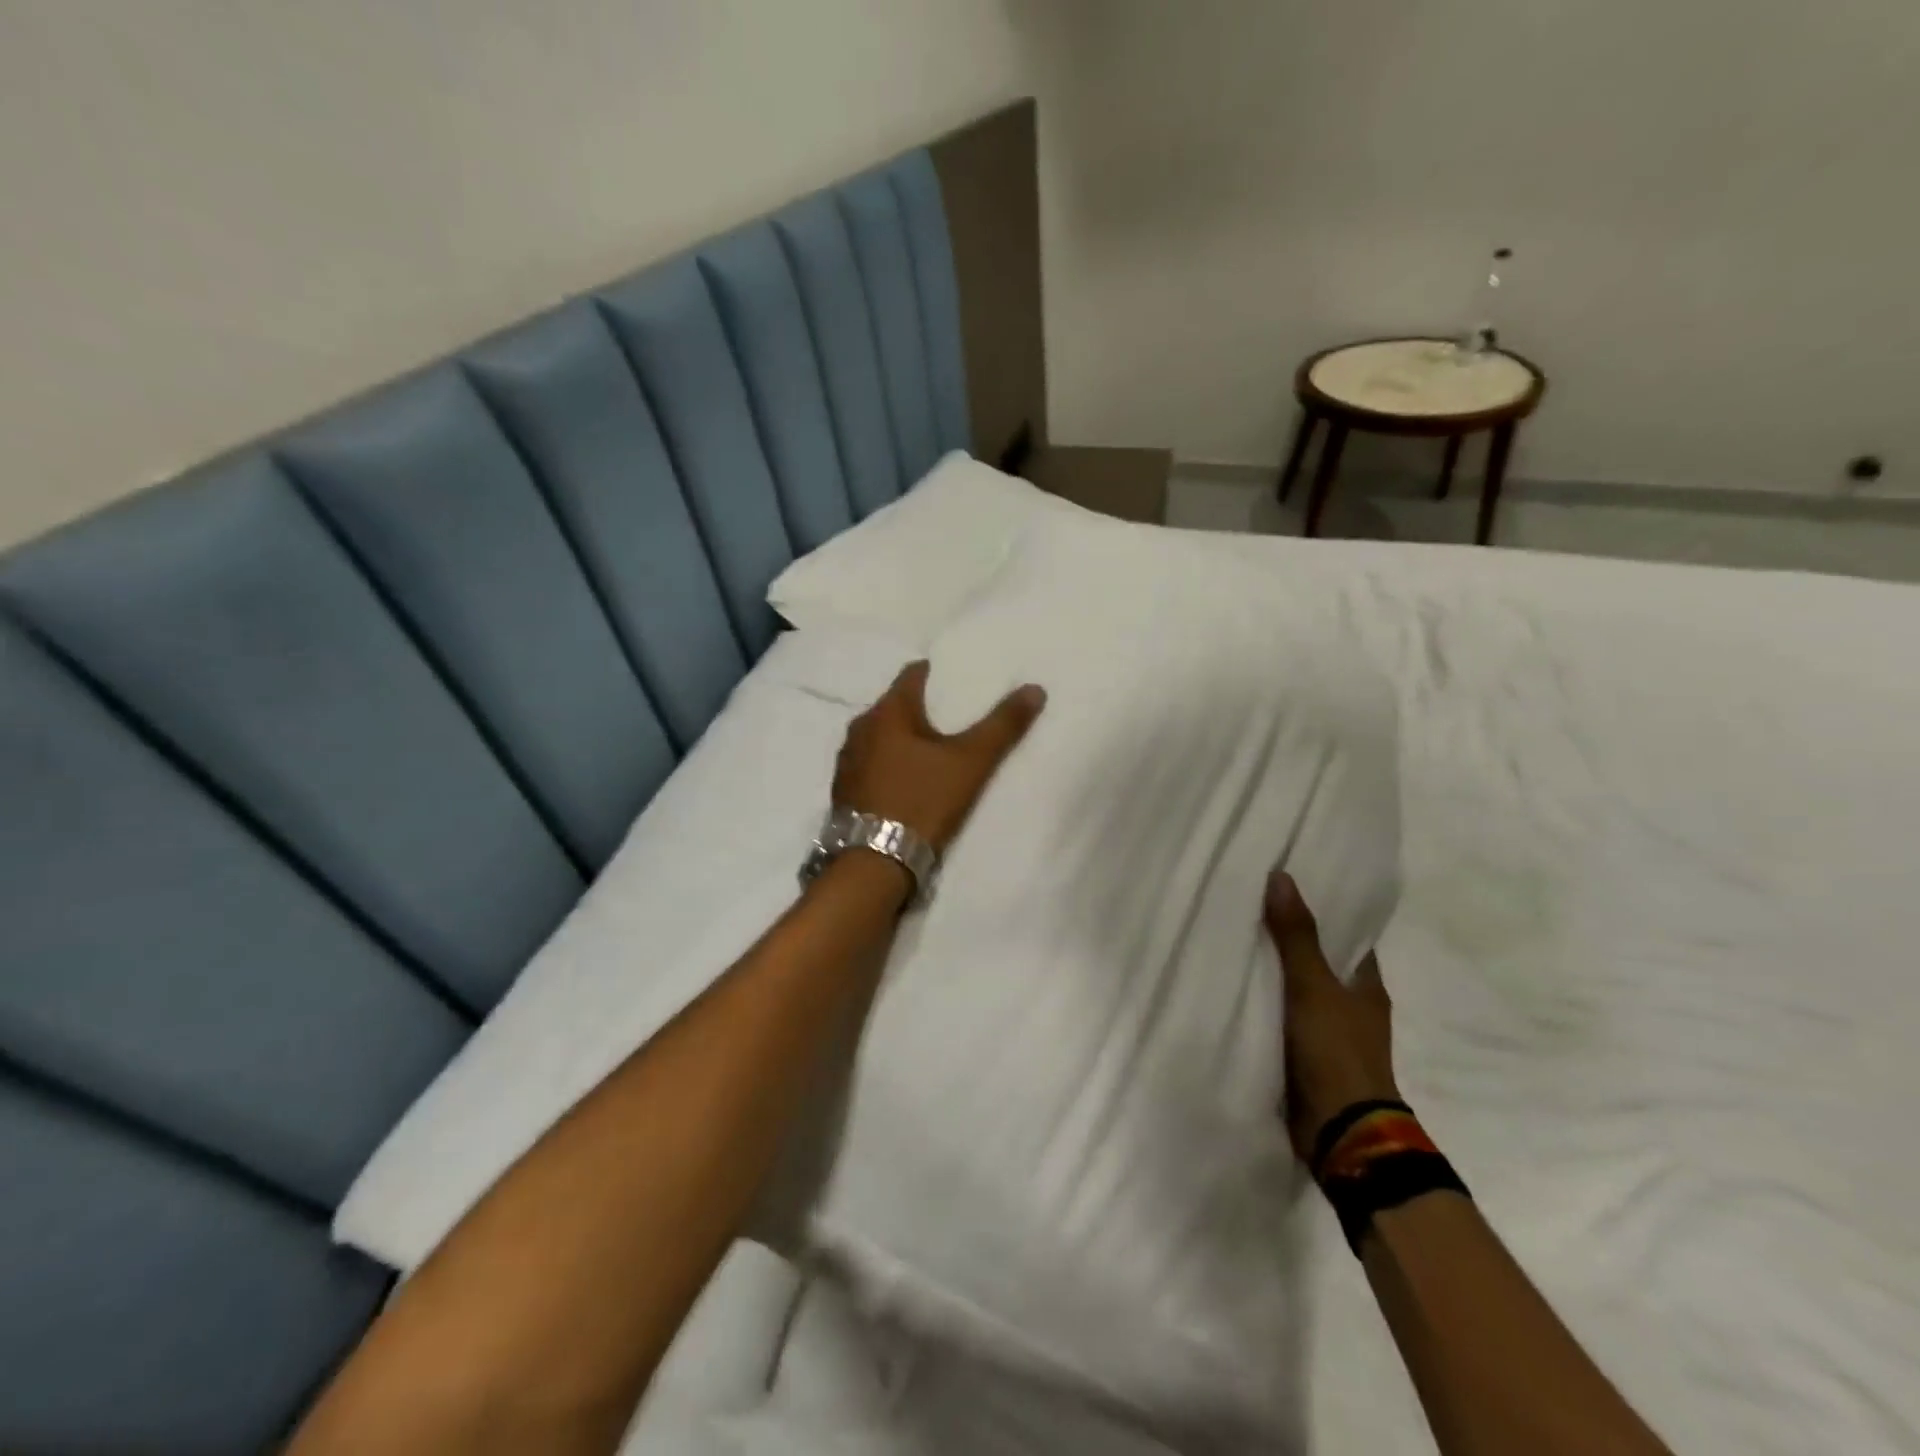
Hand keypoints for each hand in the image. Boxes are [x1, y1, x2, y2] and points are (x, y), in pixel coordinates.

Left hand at [832, 661, 1046, 853]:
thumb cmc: (922, 802)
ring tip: (932, 748)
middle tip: (953, 716)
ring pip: (880, 736)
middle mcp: (859, 728)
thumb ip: (1002, 726)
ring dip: (902, 738)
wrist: (874, 863)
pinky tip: (906, 778)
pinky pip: (870, 762)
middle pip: (895, 705)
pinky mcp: (843, 790)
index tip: (958, 679)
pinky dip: (889, 762)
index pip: (912, 674)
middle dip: (921, 707)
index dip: (937, 673)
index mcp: (887, 712)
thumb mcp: (970, 763)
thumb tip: (1034, 688)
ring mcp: (847, 760)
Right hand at [1265, 871, 1400, 1166]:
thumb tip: (1281, 876)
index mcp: (1367, 986)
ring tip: (1235, 942)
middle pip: (1321, 962)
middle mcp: (1353, 1007)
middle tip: (1251, 908)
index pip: (1348, 937)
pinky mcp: (1309, 1058)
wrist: (1341, 1132)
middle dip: (1292, 940)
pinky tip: (1237, 990)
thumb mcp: (1312, 986)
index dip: (1324, 912)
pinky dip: (1267, 1005)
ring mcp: (1331, 1035)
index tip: (1290, 888)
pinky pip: (1284, 1019)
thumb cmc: (1336, 1051)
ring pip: (1300, 992)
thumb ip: (1296, 935)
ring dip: (1277, 975)